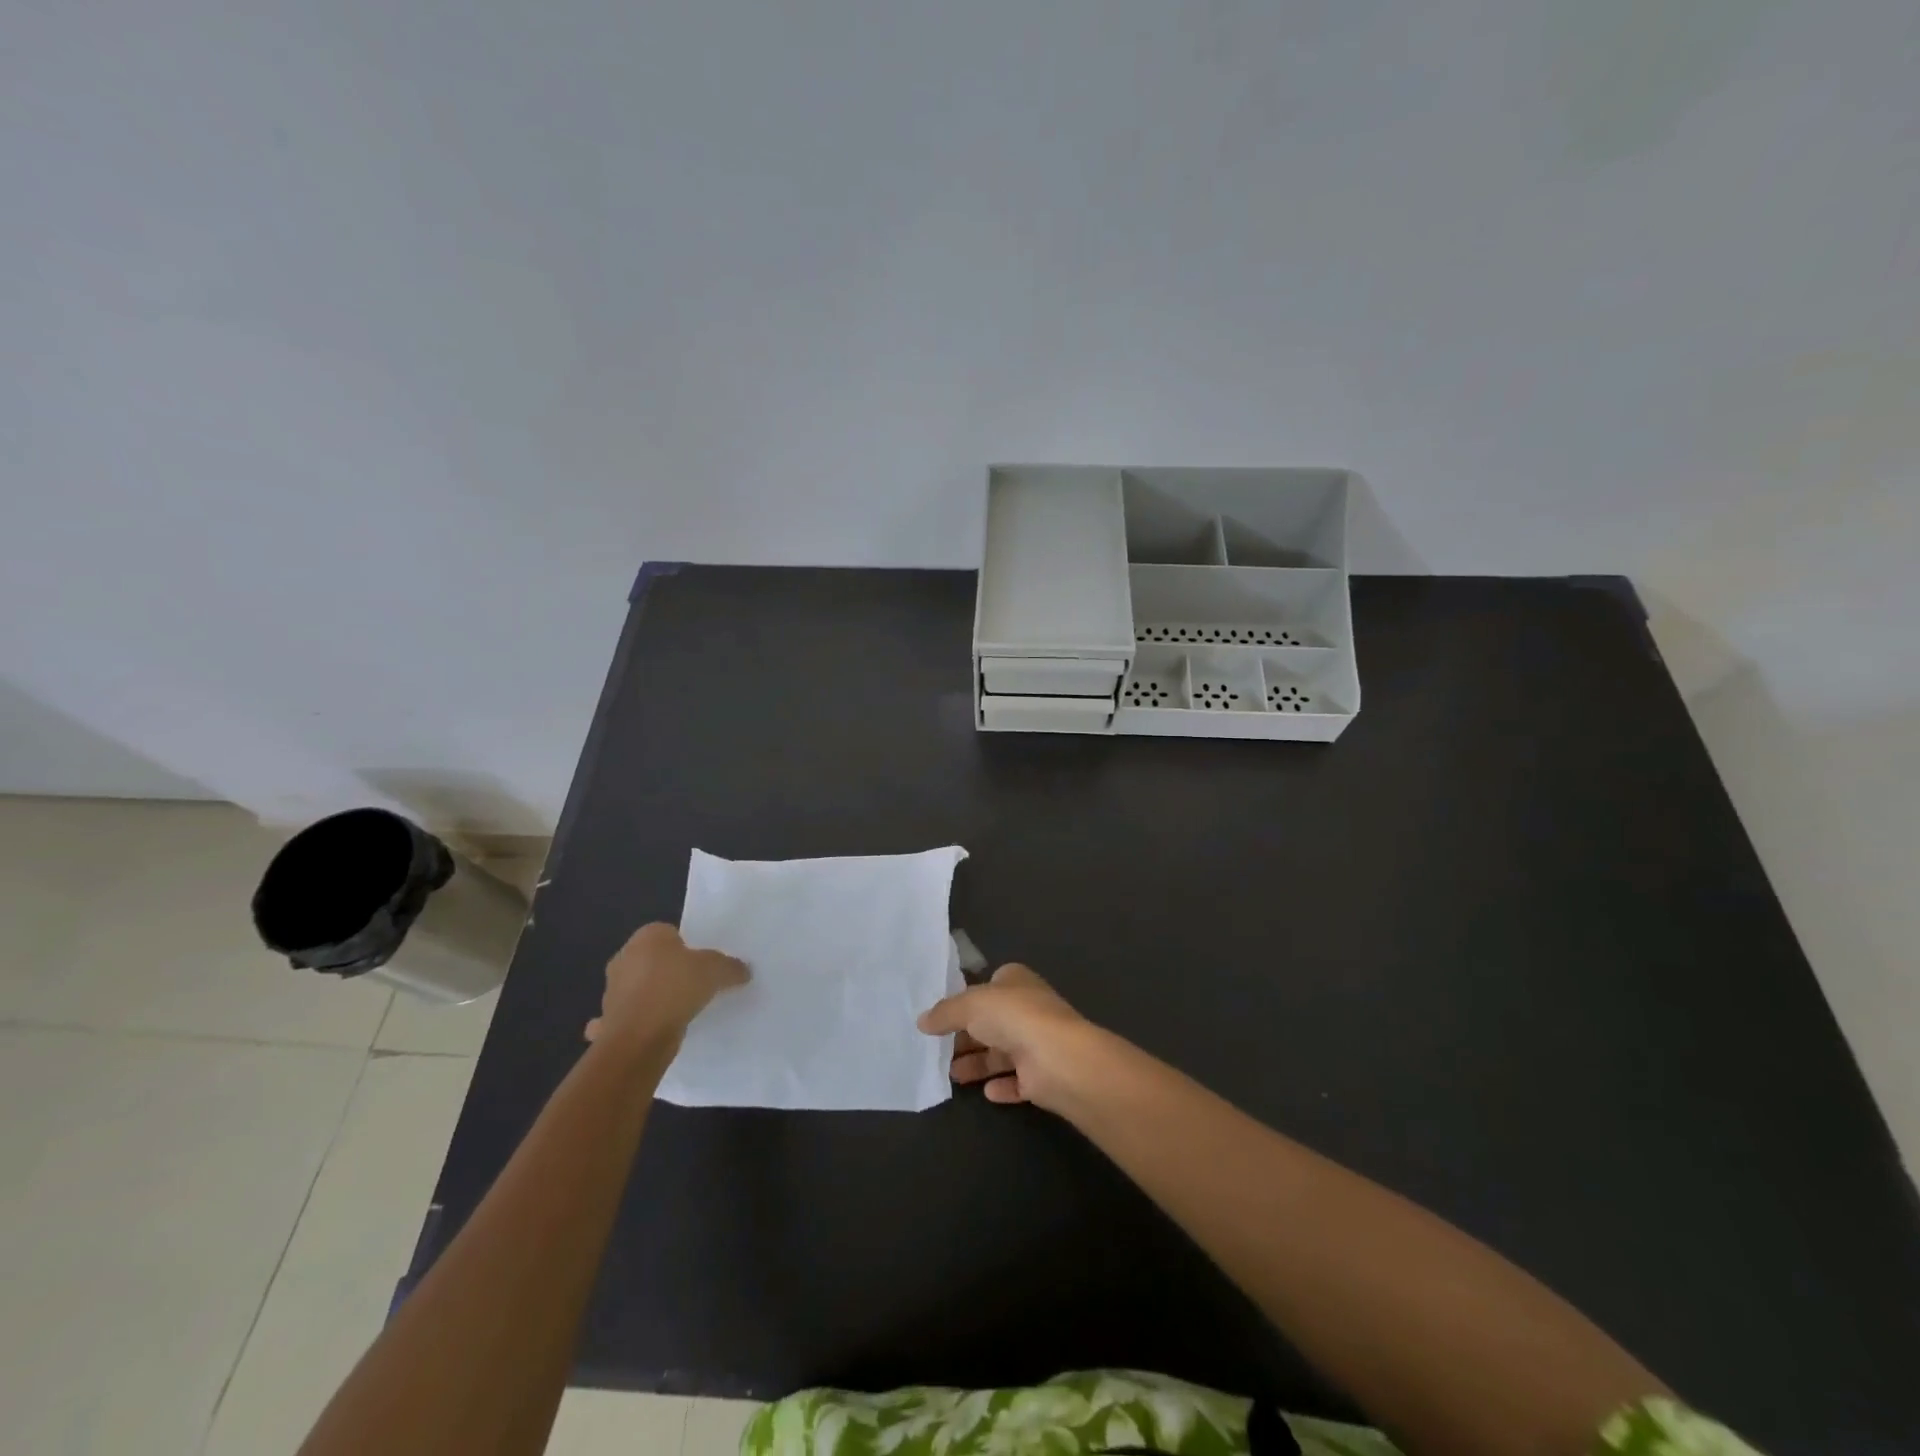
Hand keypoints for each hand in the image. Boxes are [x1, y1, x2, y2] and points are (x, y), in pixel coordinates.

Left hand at [585, 922, 747, 1052]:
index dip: (687, 947)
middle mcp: (624, 957)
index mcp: (647, 936)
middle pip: (653, 959)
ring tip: (682, 1010)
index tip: (703, 963)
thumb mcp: (716, 970)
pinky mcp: (609, 1020)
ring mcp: (612, 990)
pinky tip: (661, 1029)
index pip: (669, 933)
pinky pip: (632, 1016)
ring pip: (640, 988)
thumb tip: (743, 970)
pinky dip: (643, 1021)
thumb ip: (730, 967)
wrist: (639, 1038)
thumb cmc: (676, 988)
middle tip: (696, 984)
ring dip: (655, 997)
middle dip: (670, 970)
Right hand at [916, 963, 1095, 1111]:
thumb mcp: (969, 1005)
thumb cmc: (1013, 1017)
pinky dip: (1002, 1086)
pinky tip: (986, 1092)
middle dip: (966, 1037)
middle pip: (991, 1022)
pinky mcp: (1042, 1076)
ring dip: (978, 1064)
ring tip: (951, 1074)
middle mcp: (1028, 1009)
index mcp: (1015, 981)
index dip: (966, 999)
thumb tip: (922, 1021)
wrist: (1057, 1059)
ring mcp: (1037, 1043)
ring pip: (1001, 1053)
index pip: (988, 986)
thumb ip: (944, 1013)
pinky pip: (1017, 1081)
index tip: (942, 1015)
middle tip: (937, 1050)